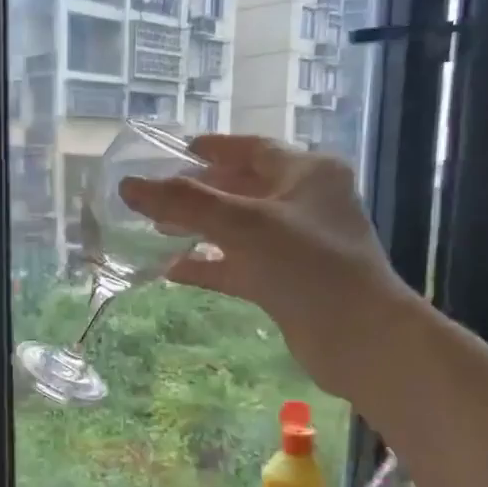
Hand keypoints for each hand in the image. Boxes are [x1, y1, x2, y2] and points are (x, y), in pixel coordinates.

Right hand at [119, 134, 412, 399]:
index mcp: (308, 173)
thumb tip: (129, 186)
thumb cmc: (308, 265)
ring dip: (199, 229)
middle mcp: (305, 204)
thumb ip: (185, 203)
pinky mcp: (286, 282)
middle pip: (242, 188)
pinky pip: (239, 265)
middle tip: (156, 196)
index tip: (177, 151)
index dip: (214, 148)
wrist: (358, 338)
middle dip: (199, 192)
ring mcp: (296, 246)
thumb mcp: (244, 225)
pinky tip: (173, 270)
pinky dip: (208, 265)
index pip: (253, 150)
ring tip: (156, 231)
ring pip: (238, 229)